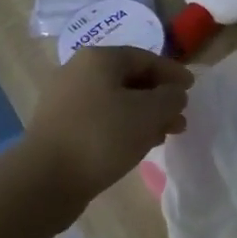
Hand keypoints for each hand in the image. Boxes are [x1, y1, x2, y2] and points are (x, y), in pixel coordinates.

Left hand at [22, 46, 193, 206]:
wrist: (44, 179)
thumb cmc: (102, 137)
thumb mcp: (149, 113)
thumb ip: (170, 98)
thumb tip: (174, 94)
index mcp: (99, 59)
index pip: (145, 58)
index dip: (172, 72)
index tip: (192, 88)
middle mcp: (78, 72)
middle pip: (129, 79)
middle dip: (158, 98)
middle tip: (180, 117)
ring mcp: (64, 100)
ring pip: (115, 101)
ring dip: (143, 116)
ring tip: (164, 135)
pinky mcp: (59, 127)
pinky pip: (99, 119)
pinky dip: (122, 127)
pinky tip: (136, 146)